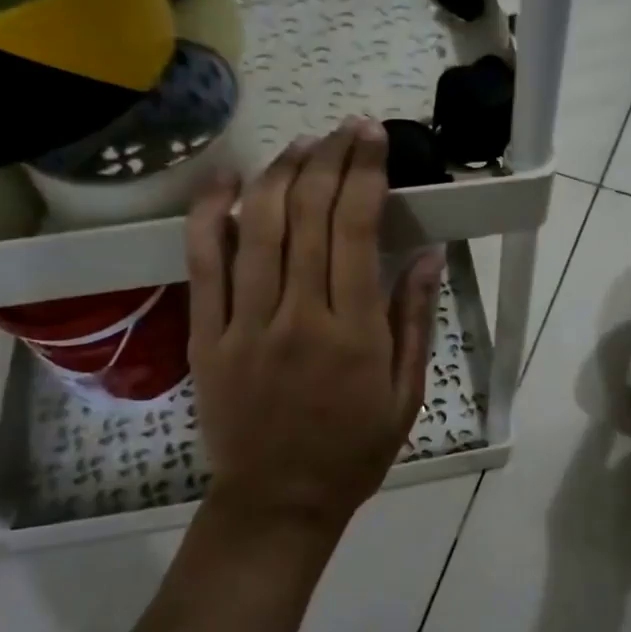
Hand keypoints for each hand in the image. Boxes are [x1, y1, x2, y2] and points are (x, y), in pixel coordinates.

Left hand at [186, 120, 443, 532]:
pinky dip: (210, 214)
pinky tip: (227, 180)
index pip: (356, 228)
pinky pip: (203, 263)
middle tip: (344, 129)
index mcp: (353, 332)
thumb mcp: (406, 394)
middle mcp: (298, 316)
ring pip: (256, 226)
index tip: (372, 138)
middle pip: (307, 214)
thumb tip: (427, 252)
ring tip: (302, 146)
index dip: (365, 172)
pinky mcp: (206, 335)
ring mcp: (245, 324)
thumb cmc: (354, 450)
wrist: (278, 502)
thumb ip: (413, 319)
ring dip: (280, 173)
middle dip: (329, 158)